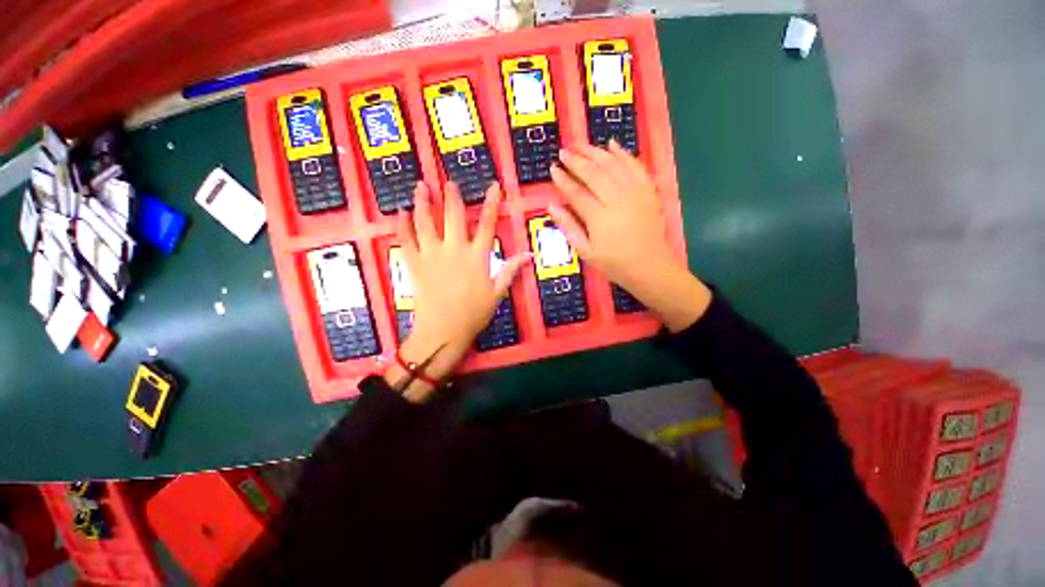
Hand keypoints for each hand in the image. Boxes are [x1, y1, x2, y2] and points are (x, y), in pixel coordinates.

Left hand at [386, 181, 530, 401]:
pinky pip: (406, 240)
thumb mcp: (497, 293)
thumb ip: (510, 271)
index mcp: (476, 257)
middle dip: (452, 196)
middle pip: (453, 216)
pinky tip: (399, 212)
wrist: (443, 331)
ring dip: (423, 202)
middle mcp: (454, 250)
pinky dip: (402, 225)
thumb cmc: (473, 314)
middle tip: (448, 181)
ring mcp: (432, 255)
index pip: (487, 225)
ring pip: (425, 222)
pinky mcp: (415, 264)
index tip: (493, 186)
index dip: (492, 204)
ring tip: (420, 186)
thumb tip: (528, 255)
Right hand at [549, 141, 711, 331]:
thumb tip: (551, 205)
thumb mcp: (586, 252)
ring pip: (613, 165)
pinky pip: (635, 166)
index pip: (576, 192)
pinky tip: (612, 144)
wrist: (650, 266)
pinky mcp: (648, 191)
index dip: (563, 179)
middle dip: (576, 160)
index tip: (552, 168)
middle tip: (563, 151)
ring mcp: (635, 193)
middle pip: (594, 173)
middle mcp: (617, 200)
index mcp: (599, 218)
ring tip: (581, 145)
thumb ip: (568, 227)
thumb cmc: (614, 263)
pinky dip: (623, 153)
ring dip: (596, 152)